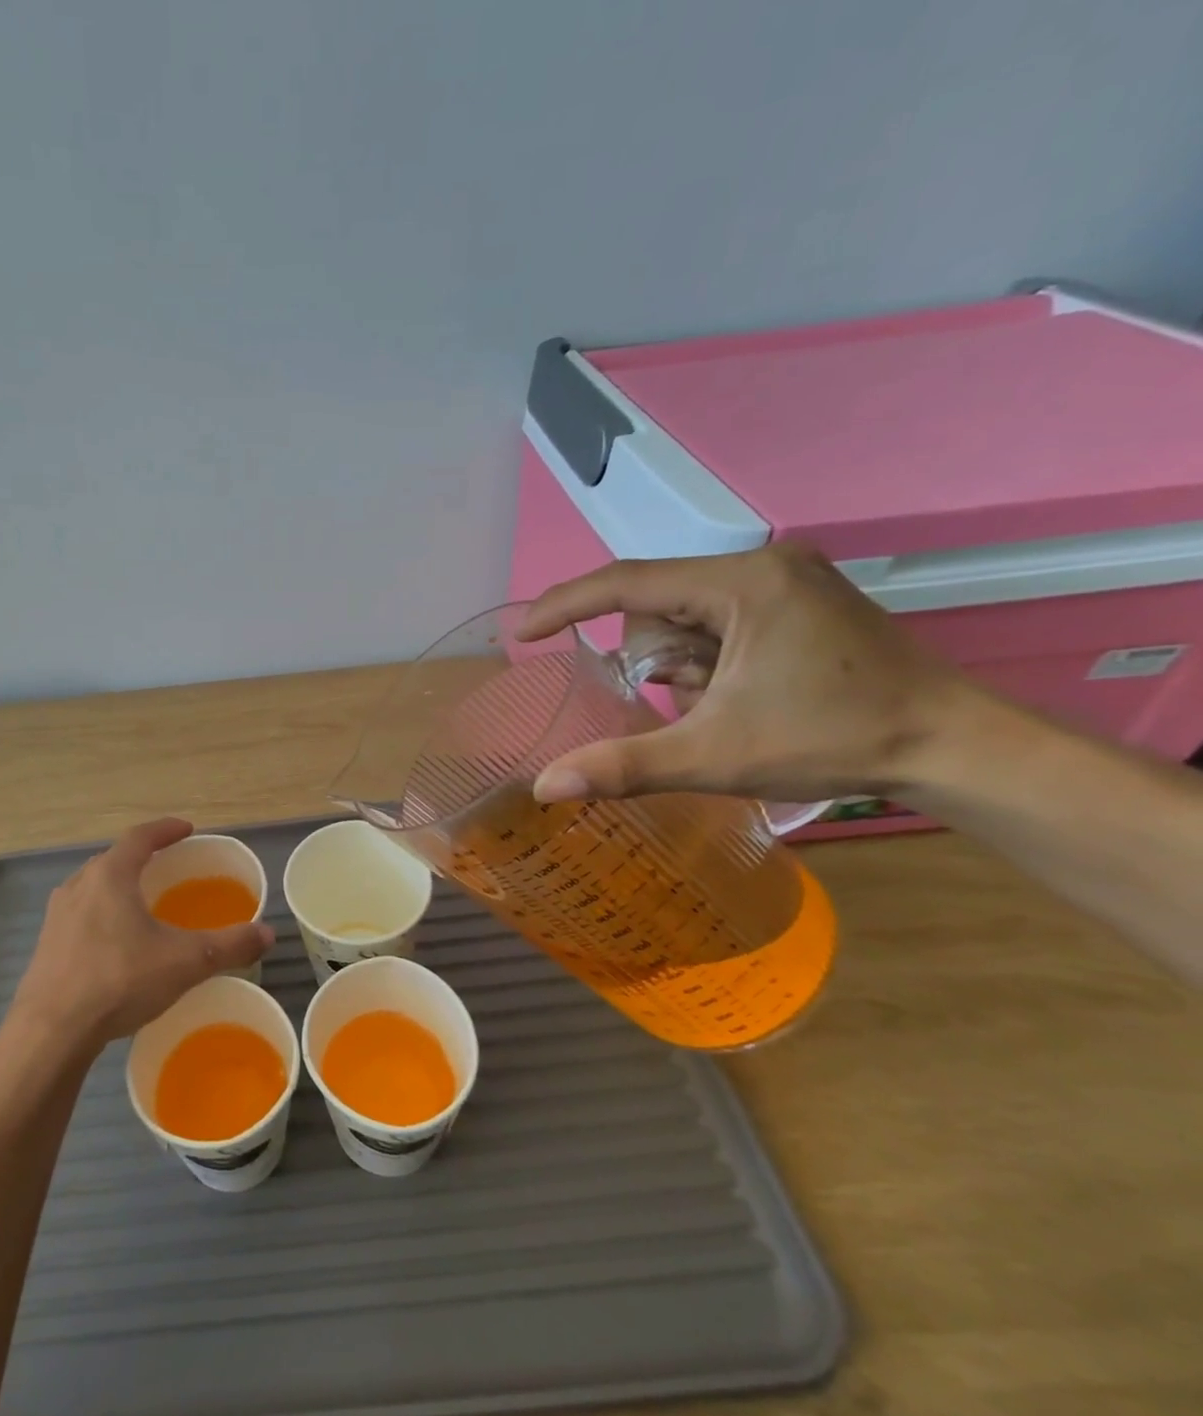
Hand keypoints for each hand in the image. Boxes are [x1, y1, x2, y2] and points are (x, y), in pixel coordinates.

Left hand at [10, 818, 273, 1047]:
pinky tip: (116, 942)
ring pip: (94, 887)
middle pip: (114, 859)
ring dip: (119, 886)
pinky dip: (103, 914)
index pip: (140, 837)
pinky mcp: (46, 945)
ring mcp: (57, 915)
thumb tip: (269, 933)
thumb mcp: (184, 962)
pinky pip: (81, 915)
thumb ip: (229, 945)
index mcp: (110, 875)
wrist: (50, 1030)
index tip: (186, 829)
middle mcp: (79, 885)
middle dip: (142, 857)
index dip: (165, 829)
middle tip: (168, 864)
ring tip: (142, 901)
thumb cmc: (119, 980)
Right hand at [516, 542, 977, 803]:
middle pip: (658, 606)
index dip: (566, 605)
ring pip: (685, 617)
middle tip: (690, 706)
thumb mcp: (714, 755)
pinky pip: (716, 622)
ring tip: (723, 706)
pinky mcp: (800, 600)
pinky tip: (740, 694)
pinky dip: (706, 662)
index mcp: (742, 583)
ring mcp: (787, 580)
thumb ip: (622, 766)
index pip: (627, 582)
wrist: (955, 747)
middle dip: (655, 661)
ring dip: (680, 666)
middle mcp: (763, 564)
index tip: (523, 635)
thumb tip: (543, 787)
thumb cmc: (834, 741)